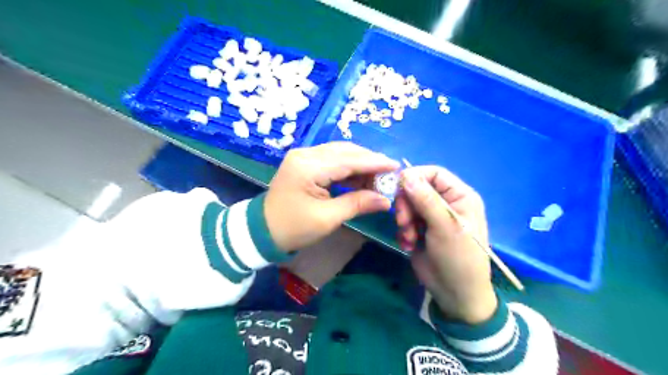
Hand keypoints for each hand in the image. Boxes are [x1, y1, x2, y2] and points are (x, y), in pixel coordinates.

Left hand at [266, 141, 401, 253]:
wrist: (262, 231)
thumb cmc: (293, 228)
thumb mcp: (327, 218)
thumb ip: (357, 204)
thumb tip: (386, 199)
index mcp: (308, 167)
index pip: (348, 160)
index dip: (375, 162)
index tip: (396, 166)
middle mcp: (305, 154)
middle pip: (345, 151)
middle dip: (369, 161)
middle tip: (389, 173)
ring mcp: (303, 156)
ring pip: (340, 153)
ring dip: (360, 164)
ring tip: (379, 177)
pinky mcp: (304, 163)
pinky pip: (332, 160)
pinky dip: (348, 168)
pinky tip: (361, 178)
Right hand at [396, 165, 494, 323]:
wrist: (455, 294)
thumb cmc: (459, 258)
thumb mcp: (445, 227)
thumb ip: (426, 200)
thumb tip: (406, 175)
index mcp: (459, 196)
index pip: (434, 173)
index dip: (414, 177)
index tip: (397, 188)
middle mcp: (445, 202)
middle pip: (416, 188)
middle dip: (406, 204)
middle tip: (403, 221)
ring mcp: (431, 216)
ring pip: (408, 205)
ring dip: (404, 220)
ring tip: (409, 237)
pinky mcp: (419, 229)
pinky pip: (404, 220)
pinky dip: (403, 231)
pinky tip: (408, 244)